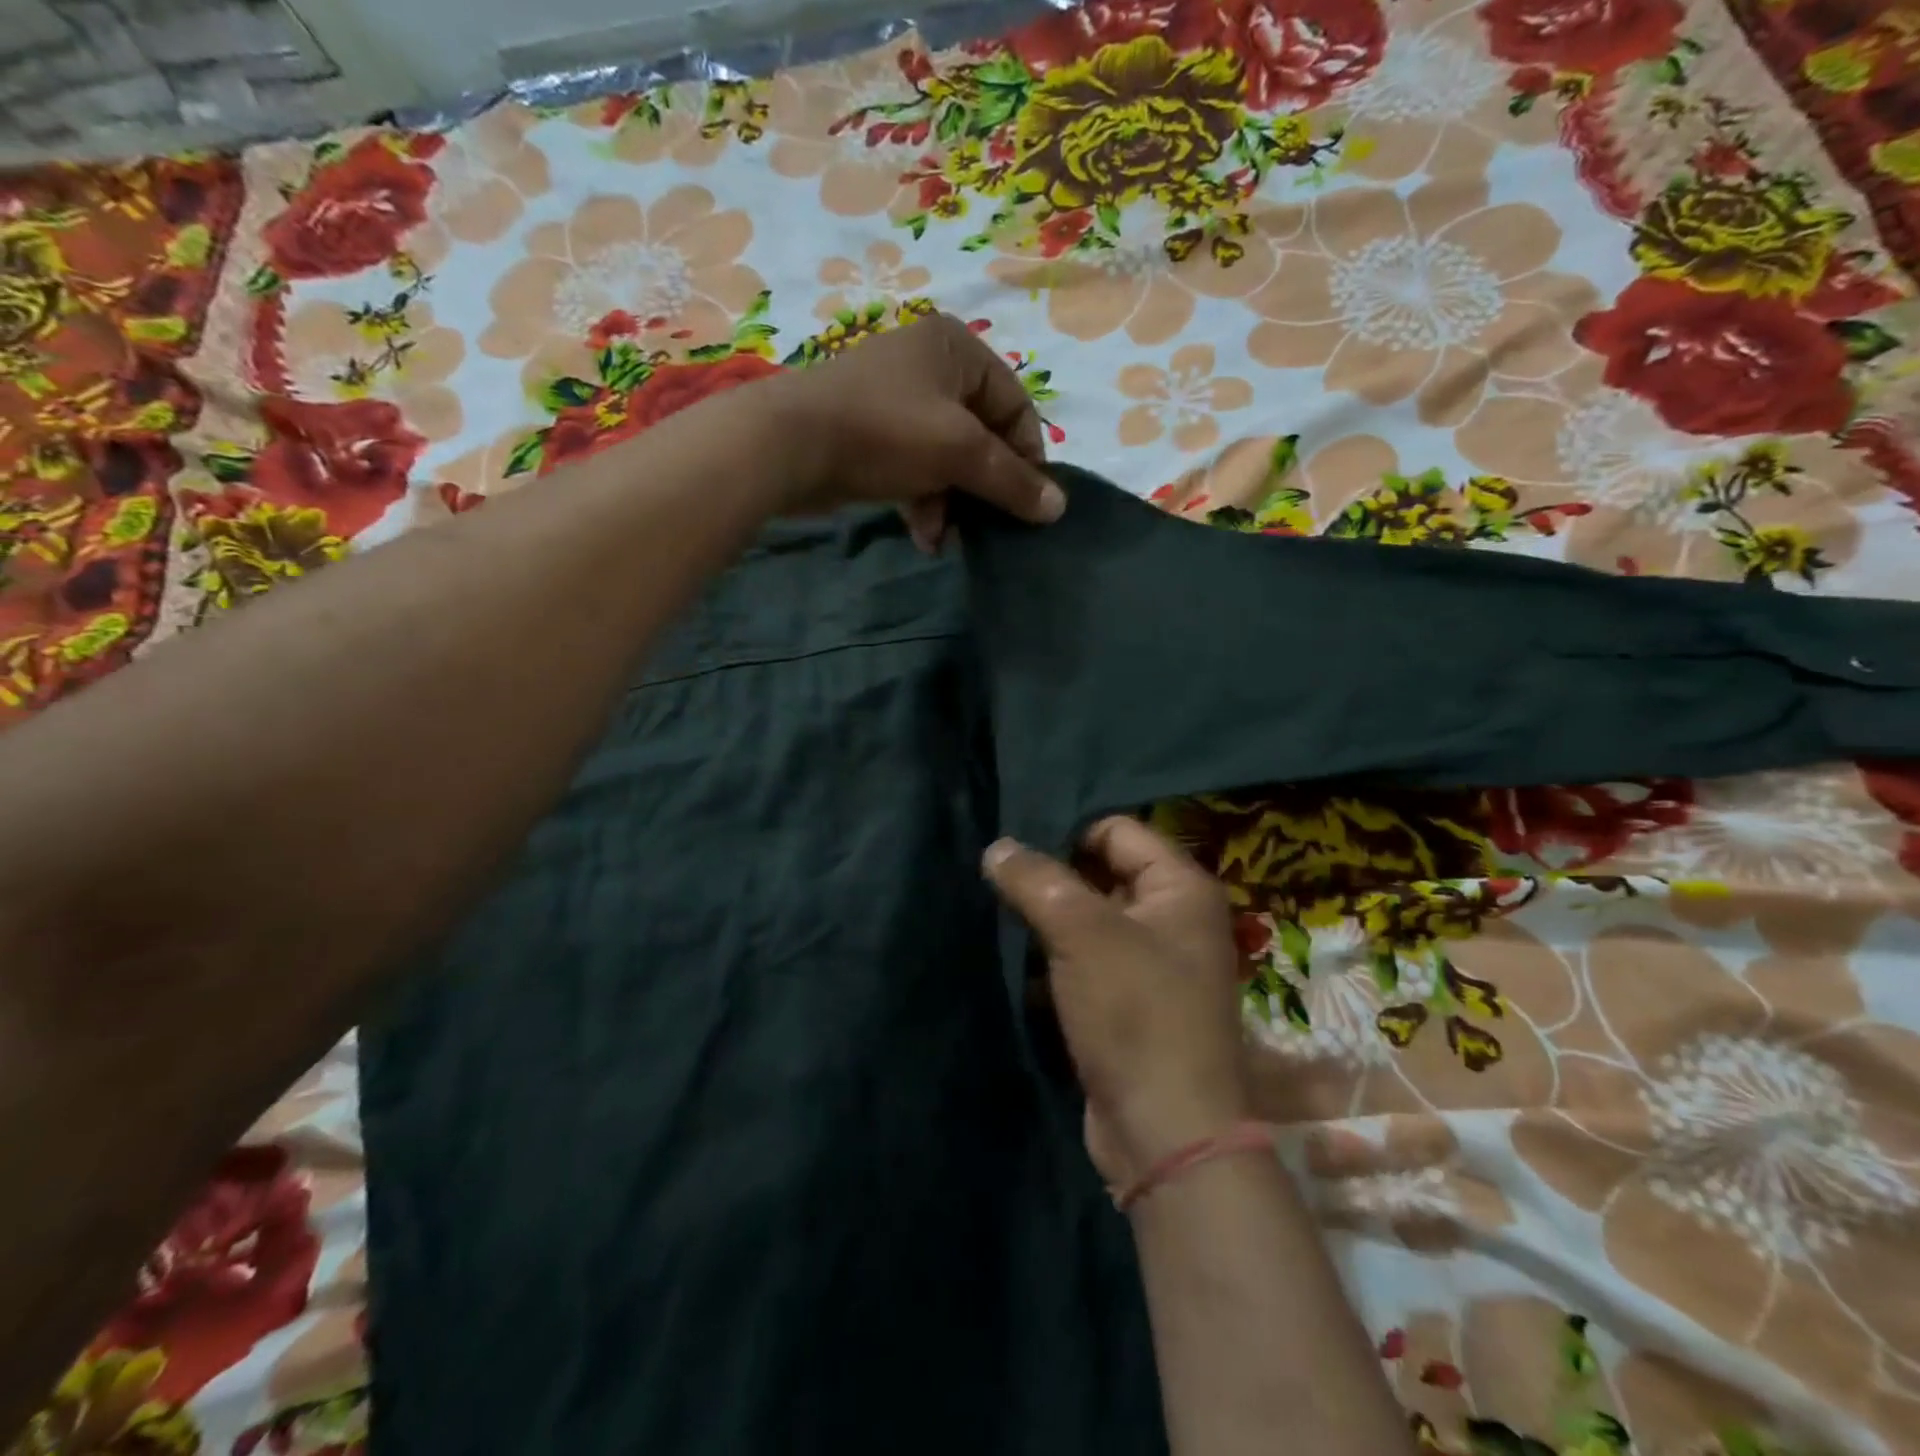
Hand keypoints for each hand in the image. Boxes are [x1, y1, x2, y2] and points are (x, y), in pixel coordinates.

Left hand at [756, 312, 1062, 548]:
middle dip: (983, 487)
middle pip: (981, 434)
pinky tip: (923, 536)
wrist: (789, 444)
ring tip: (946, 539)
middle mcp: (928, 366)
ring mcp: (896, 401)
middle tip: (988, 525)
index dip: (1028, 455)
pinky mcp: (870, 435)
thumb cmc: (886, 432)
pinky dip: (922, 501)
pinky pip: (914, 468)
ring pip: (946, 457)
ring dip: (952, 502)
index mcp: (956, 349)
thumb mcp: (959, 453)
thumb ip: (1012, 481)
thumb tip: (1058, 508)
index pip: (1015, 404)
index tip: (1030, 502)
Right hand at [982, 818, 1249, 1186]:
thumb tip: (997, 846)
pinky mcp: (1129, 1003)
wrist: (1166, 1133)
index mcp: (1181, 888)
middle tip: (997, 879)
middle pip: (1103, 873)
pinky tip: (1014, 960)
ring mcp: (1153, 964)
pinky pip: (1085, 961)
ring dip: (1047, 921)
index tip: (1014, 848)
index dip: (1067, 832)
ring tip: (997, 914)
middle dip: (1051, 878)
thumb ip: (1035, 880)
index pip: (1117, 830)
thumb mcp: (1080, 932)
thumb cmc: (1134, 1012)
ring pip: (1089, 921)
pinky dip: (1054, 960)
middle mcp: (1174, 919)